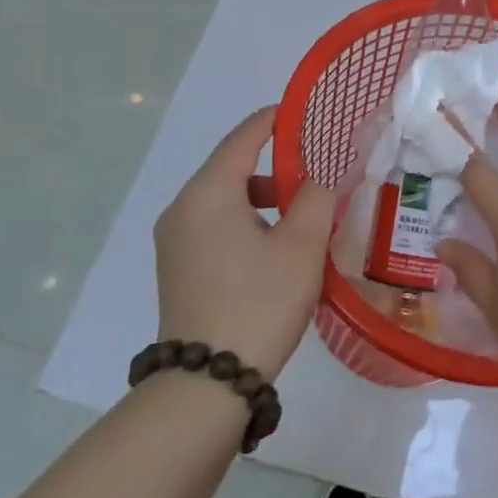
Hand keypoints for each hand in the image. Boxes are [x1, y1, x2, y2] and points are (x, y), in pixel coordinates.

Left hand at [152, 107, 334, 377]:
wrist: (207, 384)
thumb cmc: (259, 302)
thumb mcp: (302, 245)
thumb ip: (318, 197)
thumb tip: (322, 175)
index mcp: (208, 194)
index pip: (243, 138)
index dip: (275, 120)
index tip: (306, 112)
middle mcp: (183, 209)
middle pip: (233, 168)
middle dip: (277, 166)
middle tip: (319, 173)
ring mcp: (175, 240)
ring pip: (225, 200)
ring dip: (265, 199)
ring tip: (304, 217)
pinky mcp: (179, 267)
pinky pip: (216, 225)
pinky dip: (247, 221)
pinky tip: (277, 248)